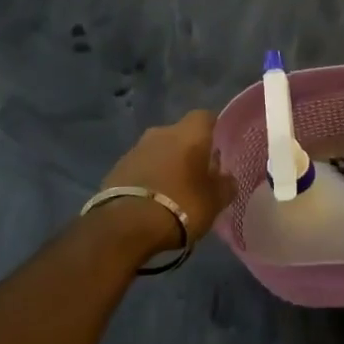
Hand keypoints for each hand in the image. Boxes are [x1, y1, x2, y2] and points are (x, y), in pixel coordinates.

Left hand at [100, 109, 235, 244]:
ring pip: (158, 151)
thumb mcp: (216, 201)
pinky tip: (153, 200)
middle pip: (180, 135)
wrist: (126, 226)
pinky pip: (140, 168)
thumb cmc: (182, 206)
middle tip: (198, 174)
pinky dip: (148, 178)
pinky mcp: (116, 169)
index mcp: (189, 133)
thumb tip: (227, 178)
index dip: (214, 130)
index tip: (220, 148)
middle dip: (189, 151)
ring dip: (167, 165)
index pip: (205, 117)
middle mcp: (161, 133)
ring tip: (175, 191)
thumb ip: (225, 185)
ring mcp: (135, 149)